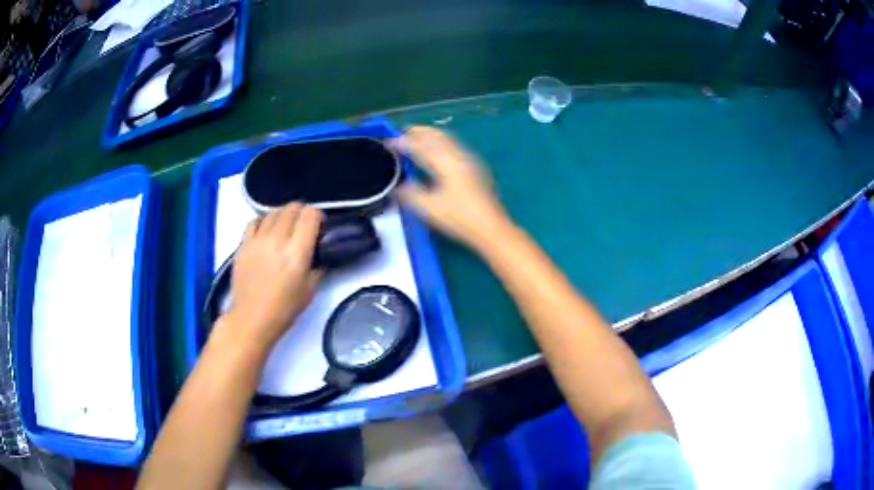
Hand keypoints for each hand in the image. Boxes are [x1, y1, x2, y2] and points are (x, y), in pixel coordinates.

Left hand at [224, 203, 322, 349]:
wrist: (251, 318)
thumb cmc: (284, 309)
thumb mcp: (310, 290)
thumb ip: (317, 267)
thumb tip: (319, 255)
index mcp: (297, 251)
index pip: (310, 215)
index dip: (318, 216)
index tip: (319, 226)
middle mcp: (277, 239)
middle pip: (292, 208)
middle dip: (301, 212)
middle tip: (304, 226)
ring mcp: (258, 240)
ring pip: (273, 212)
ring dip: (283, 215)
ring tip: (285, 227)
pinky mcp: (243, 244)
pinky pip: (254, 221)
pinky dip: (263, 221)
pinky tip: (265, 230)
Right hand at [392, 126, 512, 249]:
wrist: (491, 228)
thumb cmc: (460, 218)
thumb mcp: (429, 208)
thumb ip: (411, 194)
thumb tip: (397, 186)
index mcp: (446, 163)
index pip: (420, 146)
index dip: (403, 142)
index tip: (388, 142)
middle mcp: (458, 156)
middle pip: (436, 136)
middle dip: (418, 132)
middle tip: (401, 132)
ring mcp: (469, 160)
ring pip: (447, 139)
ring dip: (430, 135)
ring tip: (416, 136)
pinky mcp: (475, 167)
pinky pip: (453, 146)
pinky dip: (440, 142)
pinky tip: (437, 151)